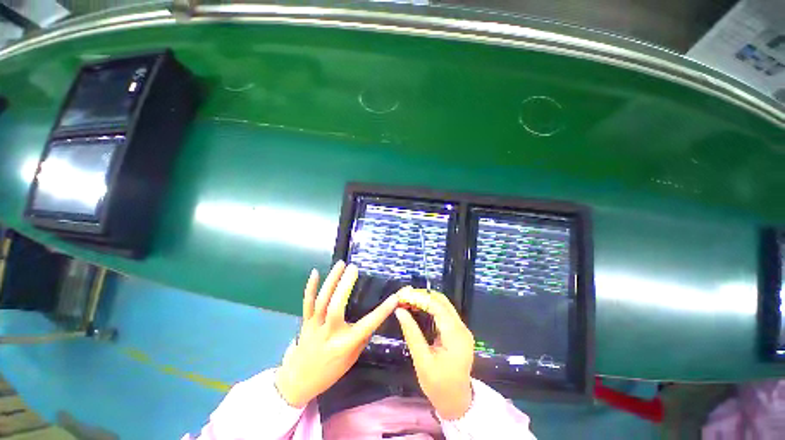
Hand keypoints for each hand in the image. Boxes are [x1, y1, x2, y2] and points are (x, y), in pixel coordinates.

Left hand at [275, 261, 398, 407]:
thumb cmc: (330, 371)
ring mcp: (315, 326)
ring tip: (341, 264)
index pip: (367, 325)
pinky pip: (307, 303)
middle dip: (345, 286)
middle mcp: (330, 333)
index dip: (382, 311)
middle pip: (336, 307)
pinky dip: (310, 287)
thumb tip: (372, 317)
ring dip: (332, 280)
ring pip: (322, 301)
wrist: (298, 382)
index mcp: (345, 344)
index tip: (394, 297)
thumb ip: (361, 337)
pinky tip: (315, 272)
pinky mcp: (305, 322)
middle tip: (354, 268)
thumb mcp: (352, 358)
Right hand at [395, 288, 474, 419]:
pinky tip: (417, 309)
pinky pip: (444, 312)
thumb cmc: (439, 385)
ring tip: (408, 301)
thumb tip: (399, 311)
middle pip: (442, 301)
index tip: (403, 295)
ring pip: (443, 305)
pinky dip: (430, 307)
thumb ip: (411, 333)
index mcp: (455, 335)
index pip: (437, 306)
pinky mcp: (458, 331)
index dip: (419, 298)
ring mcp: (461, 329)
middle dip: (422, 296)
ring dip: (425, 300)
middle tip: (404, 297)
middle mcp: (461, 327)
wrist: (457, 402)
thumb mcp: (422, 361)